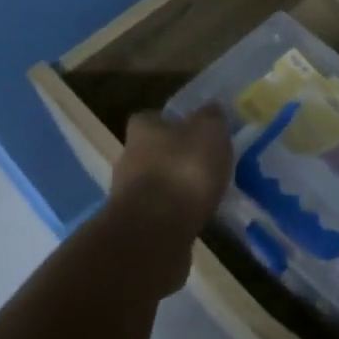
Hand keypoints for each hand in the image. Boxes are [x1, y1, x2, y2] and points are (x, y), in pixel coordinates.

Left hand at [110, 105, 232, 241]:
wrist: (155, 230)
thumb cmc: (184, 170)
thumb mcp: (209, 132)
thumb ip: (211, 118)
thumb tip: (210, 109)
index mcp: (143, 129)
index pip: (151, 118)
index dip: (171, 123)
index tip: (192, 131)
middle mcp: (128, 157)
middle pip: (152, 151)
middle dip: (174, 157)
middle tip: (204, 164)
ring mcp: (127, 194)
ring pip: (155, 183)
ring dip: (175, 187)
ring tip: (204, 194)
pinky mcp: (135, 225)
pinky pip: (159, 212)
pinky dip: (174, 213)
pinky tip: (196, 217)